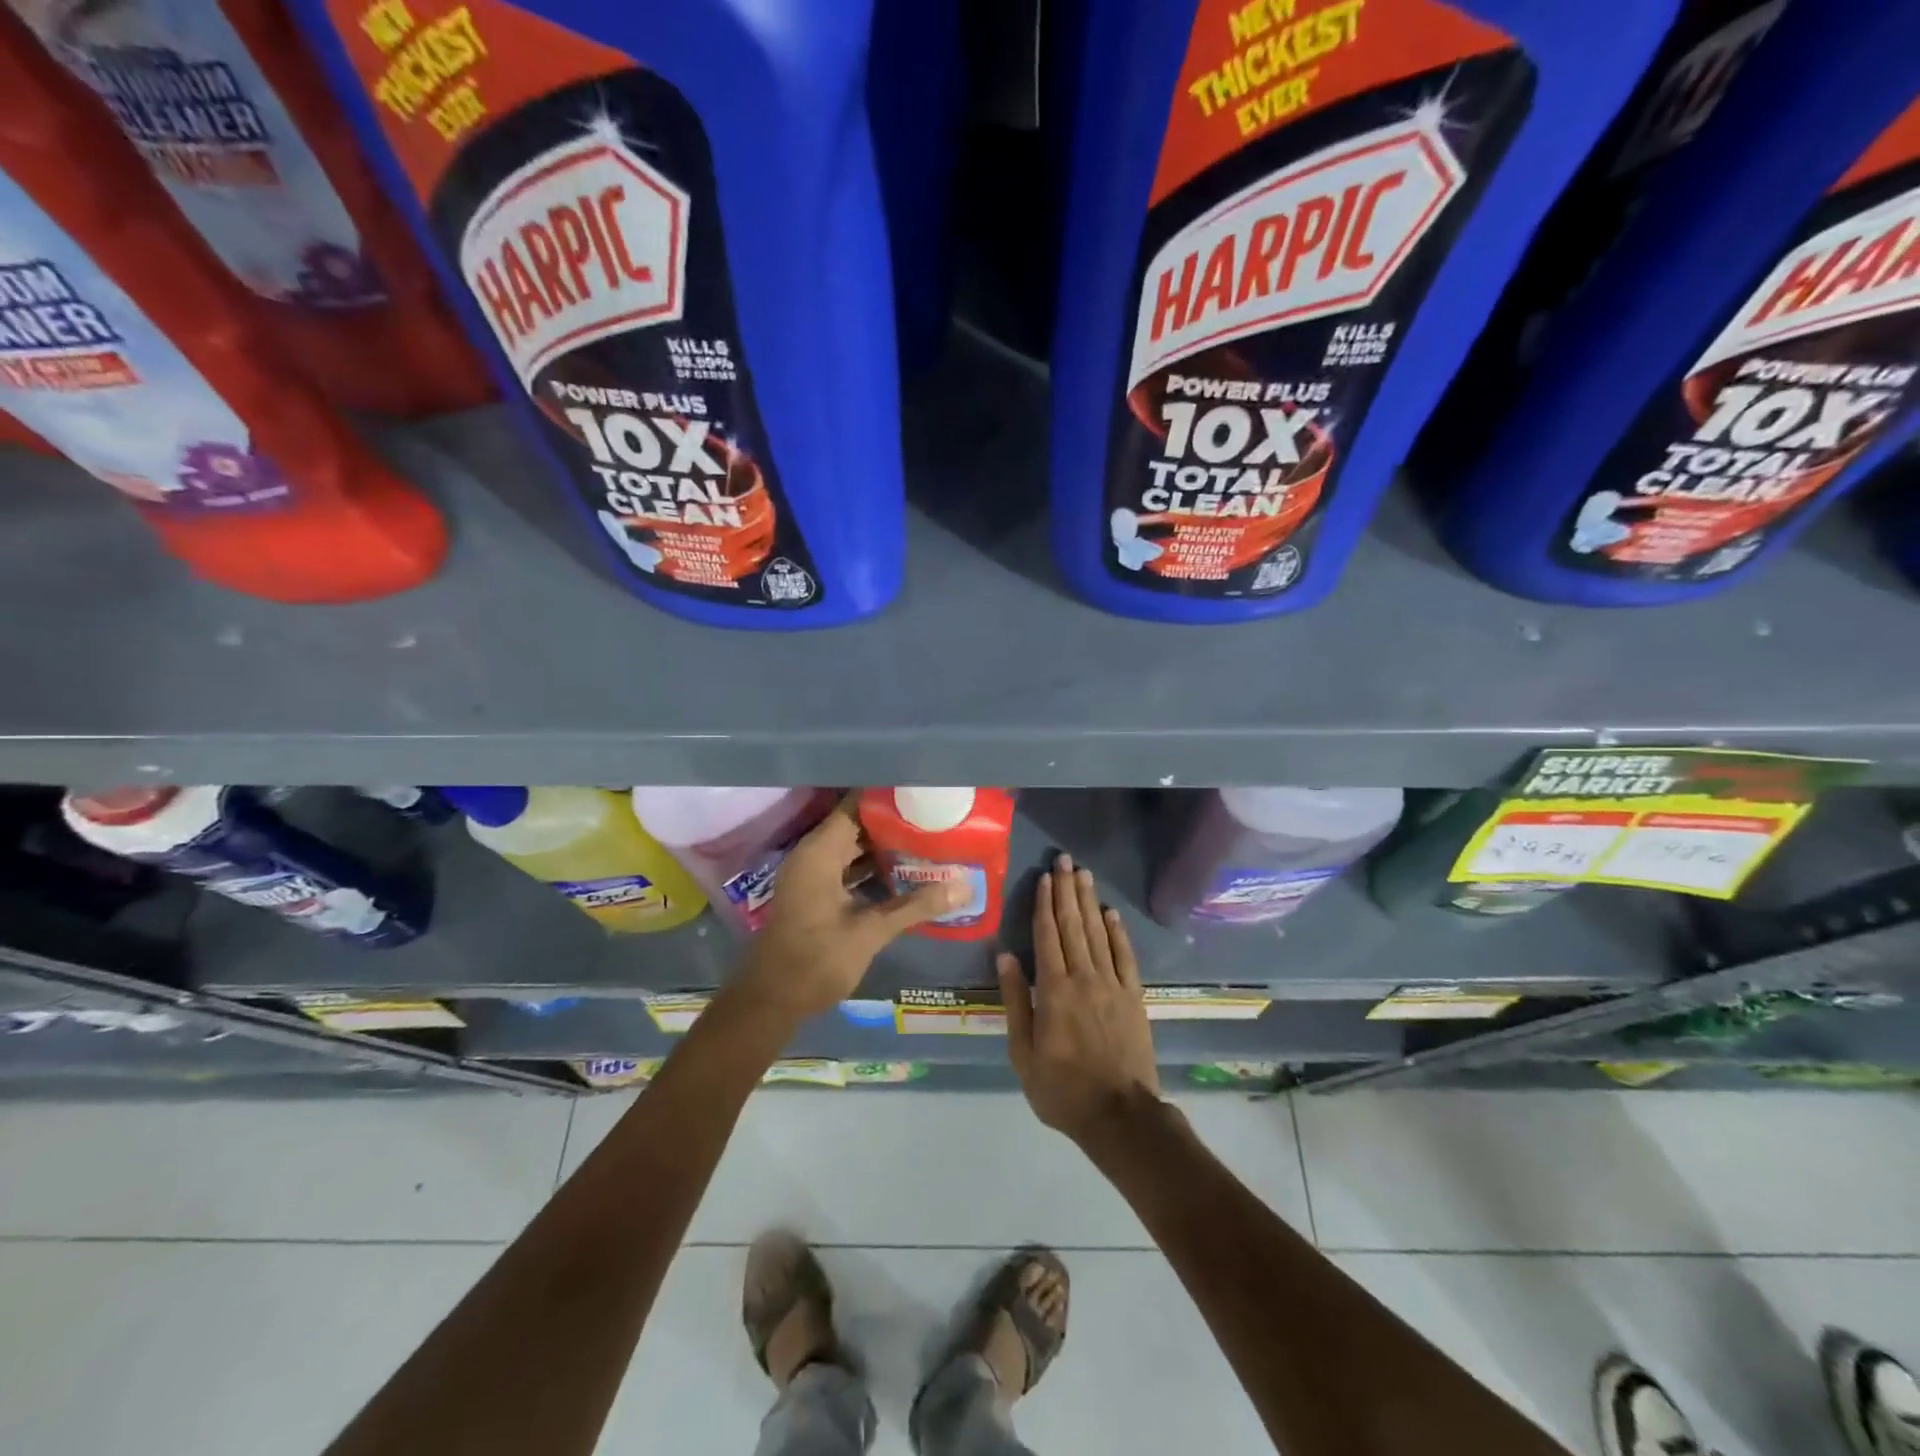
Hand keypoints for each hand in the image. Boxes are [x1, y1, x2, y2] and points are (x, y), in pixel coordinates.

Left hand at [739, 795, 964, 1021]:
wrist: (772, 1001)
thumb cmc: (816, 960)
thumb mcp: (870, 932)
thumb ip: (916, 906)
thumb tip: (965, 887)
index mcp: (819, 853)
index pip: (855, 806)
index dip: (887, 797)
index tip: (921, 791)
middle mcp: (813, 855)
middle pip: (856, 825)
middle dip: (893, 822)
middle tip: (934, 817)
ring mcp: (812, 875)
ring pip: (853, 848)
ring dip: (885, 847)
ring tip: (928, 839)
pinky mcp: (816, 894)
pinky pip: (847, 868)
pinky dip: (873, 868)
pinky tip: (906, 873)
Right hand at [999, 853, 1160, 1144]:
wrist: (1119, 1115)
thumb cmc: (1062, 1088)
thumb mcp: (1023, 1052)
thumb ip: (1015, 1001)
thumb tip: (1005, 956)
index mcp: (1053, 990)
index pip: (1047, 935)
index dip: (1043, 903)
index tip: (1043, 877)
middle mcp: (1083, 977)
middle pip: (1073, 925)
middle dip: (1066, 890)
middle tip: (1064, 860)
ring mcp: (1112, 985)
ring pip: (1098, 933)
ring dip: (1089, 902)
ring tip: (1083, 874)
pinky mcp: (1133, 997)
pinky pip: (1125, 956)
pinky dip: (1118, 933)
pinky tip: (1111, 913)